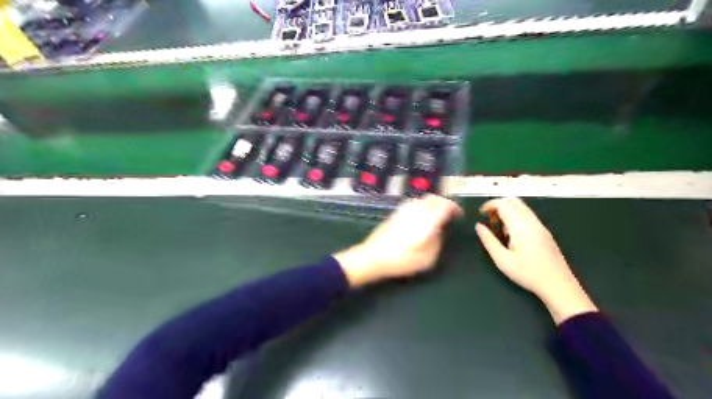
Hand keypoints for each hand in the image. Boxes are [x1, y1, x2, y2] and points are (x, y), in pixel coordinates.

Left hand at [333, 195, 461, 287]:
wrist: (373, 256)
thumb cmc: (403, 260)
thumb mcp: (428, 258)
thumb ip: (438, 241)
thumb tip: (439, 230)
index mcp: (428, 219)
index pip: (445, 206)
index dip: (455, 208)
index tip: (459, 215)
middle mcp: (417, 209)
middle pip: (434, 198)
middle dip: (444, 203)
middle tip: (449, 213)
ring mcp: (404, 209)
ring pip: (423, 198)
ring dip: (433, 203)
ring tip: (437, 213)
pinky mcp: (395, 212)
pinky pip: (413, 202)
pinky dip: (422, 205)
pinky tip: (421, 215)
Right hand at [474, 197, 595, 323]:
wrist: (558, 285)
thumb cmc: (528, 274)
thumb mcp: (502, 260)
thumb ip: (488, 240)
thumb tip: (479, 226)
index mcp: (520, 227)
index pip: (503, 204)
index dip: (489, 204)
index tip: (480, 213)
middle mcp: (532, 222)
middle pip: (513, 201)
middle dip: (498, 205)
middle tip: (490, 220)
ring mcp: (540, 226)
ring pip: (522, 207)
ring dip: (507, 211)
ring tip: (500, 229)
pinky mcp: (544, 231)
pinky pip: (528, 215)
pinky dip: (516, 217)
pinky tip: (512, 235)